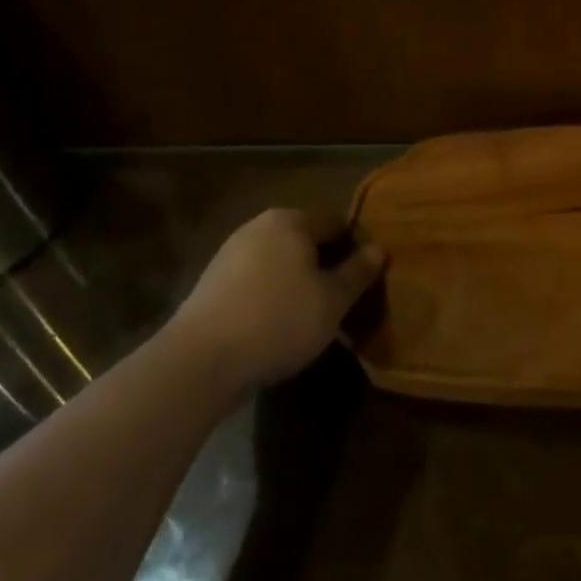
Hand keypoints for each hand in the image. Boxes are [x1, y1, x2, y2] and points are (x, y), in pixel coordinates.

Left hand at [172, 209, 382, 391]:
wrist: (200, 360)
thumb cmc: (279, 320)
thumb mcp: (333, 300)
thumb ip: (358, 272)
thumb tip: (379, 249)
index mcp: (291, 220)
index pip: (336, 223)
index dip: (356, 248)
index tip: (366, 278)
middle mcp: (258, 227)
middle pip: (305, 242)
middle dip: (325, 266)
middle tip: (343, 300)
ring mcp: (230, 254)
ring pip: (280, 263)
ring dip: (298, 283)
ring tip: (312, 317)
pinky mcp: (211, 284)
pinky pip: (255, 282)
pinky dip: (271, 296)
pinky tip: (277, 326)